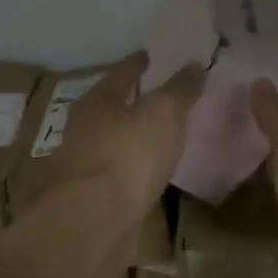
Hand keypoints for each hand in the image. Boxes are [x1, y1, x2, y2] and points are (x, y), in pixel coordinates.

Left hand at [51, 54, 204, 219]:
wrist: (93, 220)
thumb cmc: (128, 154)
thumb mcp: (163, 113)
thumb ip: (179, 89)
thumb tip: (194, 64)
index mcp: (98, 99)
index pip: (124, 71)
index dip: (144, 63)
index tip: (162, 58)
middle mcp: (84, 126)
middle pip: (114, 105)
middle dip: (138, 100)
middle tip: (168, 97)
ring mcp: (83, 162)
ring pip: (114, 140)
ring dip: (134, 136)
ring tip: (164, 136)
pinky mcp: (90, 195)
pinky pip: (118, 171)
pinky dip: (133, 167)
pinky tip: (150, 173)